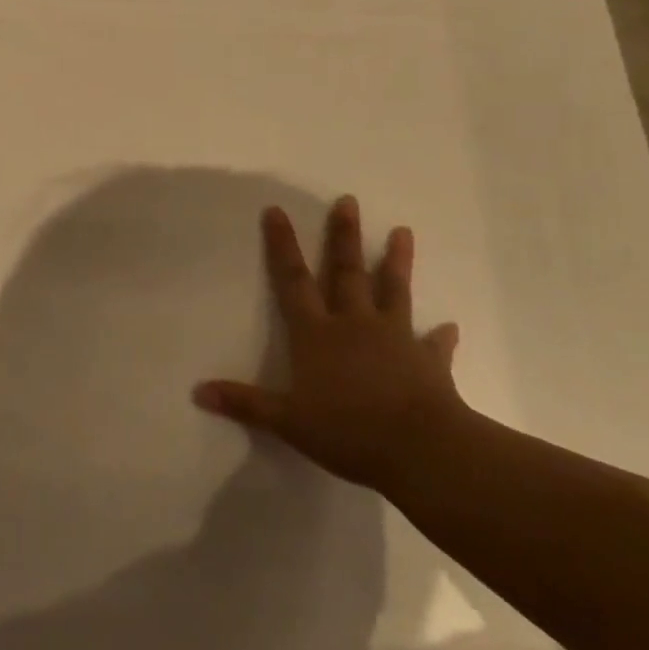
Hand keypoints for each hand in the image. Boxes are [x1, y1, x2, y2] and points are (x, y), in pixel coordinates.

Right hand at [194, 198, 465, 493]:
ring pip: (393, 291)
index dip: (282, 246)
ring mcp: (394, 338)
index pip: (293, 281)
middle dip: (343, 236)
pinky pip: (434, 344)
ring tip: (403, 231)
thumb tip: (199, 392)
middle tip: (348, 201)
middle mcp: (354, 325)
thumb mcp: (287, 421)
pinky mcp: (428, 361)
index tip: (276, 211)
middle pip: (346, 272)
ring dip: (396, 261)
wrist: (420, 448)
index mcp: (317, 334)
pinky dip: (441, 335)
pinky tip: (450, 326)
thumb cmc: (347, 430)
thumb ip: (245, 403)